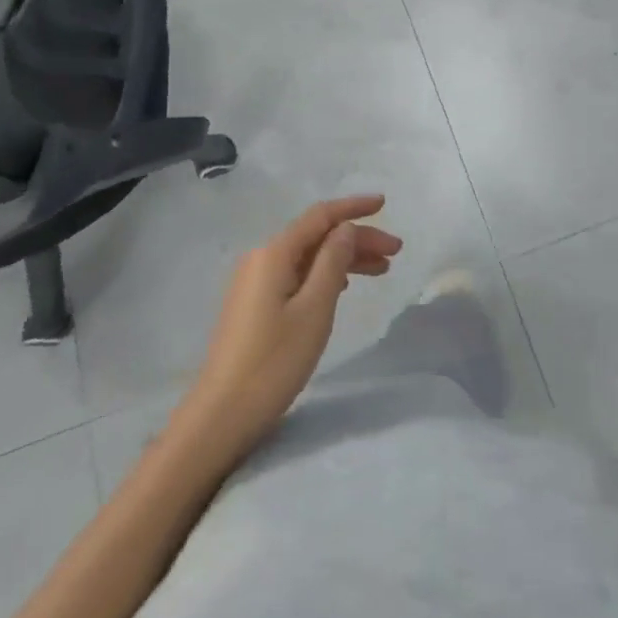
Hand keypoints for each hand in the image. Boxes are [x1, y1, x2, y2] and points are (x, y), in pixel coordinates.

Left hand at [176, 195, 400, 462]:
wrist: (222, 414)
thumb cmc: (273, 361)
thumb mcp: (314, 309)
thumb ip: (333, 262)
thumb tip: (345, 228)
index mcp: (274, 253)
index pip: (320, 216)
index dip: (353, 207)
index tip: (385, 203)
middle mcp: (262, 258)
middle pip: (317, 236)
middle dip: (357, 238)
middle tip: (395, 252)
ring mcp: (256, 282)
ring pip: (309, 257)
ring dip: (345, 259)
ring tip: (382, 271)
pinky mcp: (255, 304)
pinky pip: (298, 275)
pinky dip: (326, 275)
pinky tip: (345, 287)